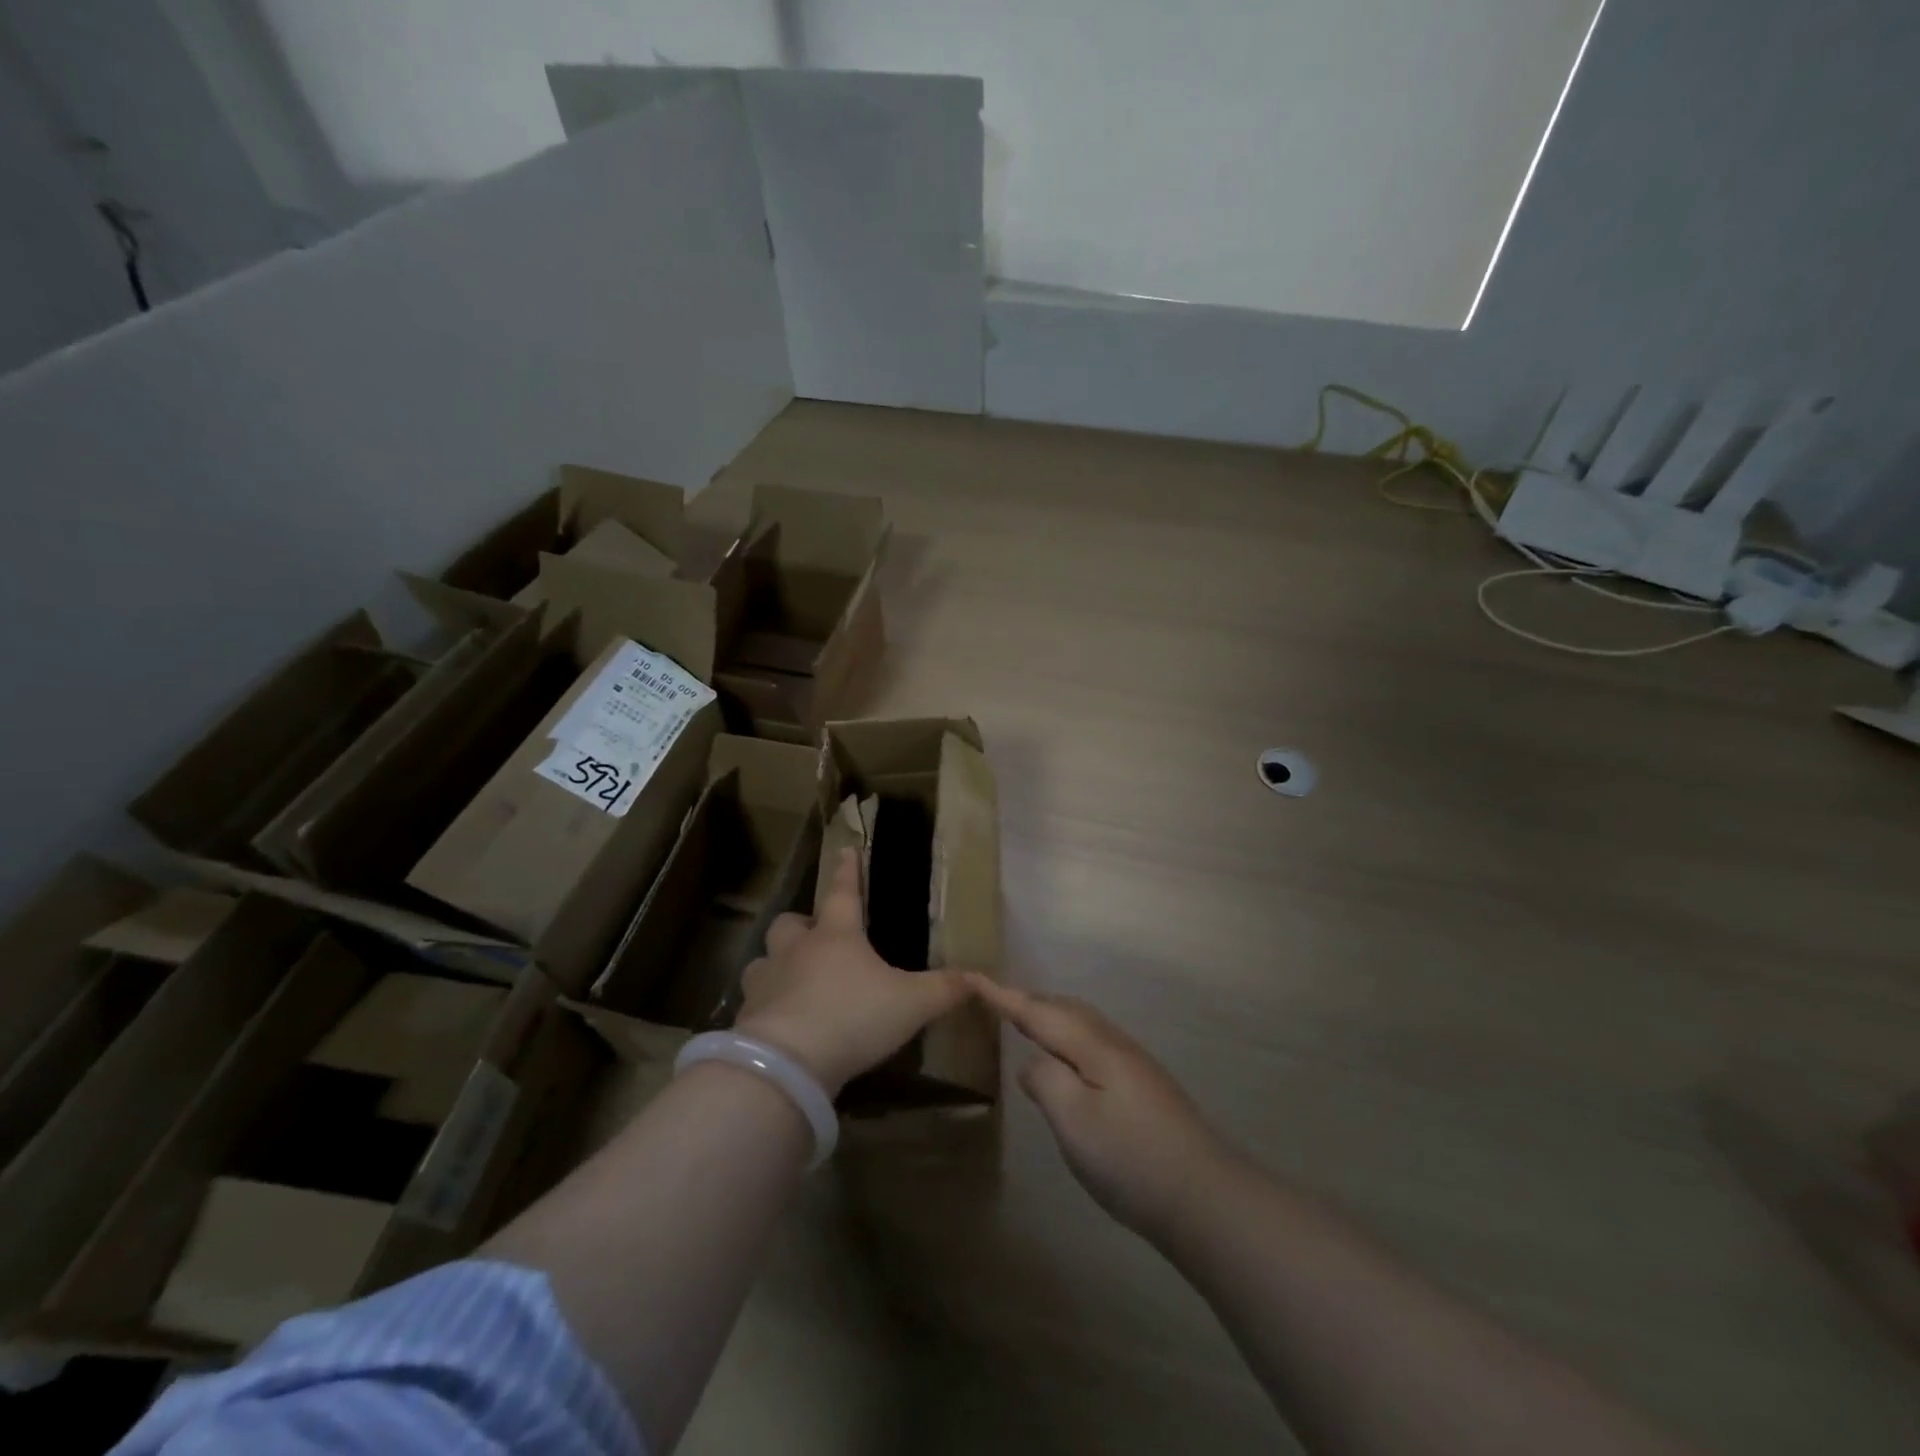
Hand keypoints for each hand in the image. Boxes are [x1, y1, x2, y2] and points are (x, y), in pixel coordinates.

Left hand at [736, 848, 968, 1094]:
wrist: (787, 1064)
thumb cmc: (854, 1016)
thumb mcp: (911, 1003)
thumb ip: (944, 989)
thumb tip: (980, 978)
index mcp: (836, 936)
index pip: (842, 892)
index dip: (847, 871)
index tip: (845, 850)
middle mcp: (796, 950)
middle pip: (789, 923)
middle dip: (800, 925)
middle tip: (814, 937)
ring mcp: (766, 982)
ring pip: (764, 960)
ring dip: (777, 965)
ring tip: (793, 981)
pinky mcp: (746, 1018)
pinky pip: (754, 1002)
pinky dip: (766, 1007)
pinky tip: (780, 1025)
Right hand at [972, 978, 1236, 1243]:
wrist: (1206, 1197)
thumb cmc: (1131, 1158)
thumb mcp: (1074, 1121)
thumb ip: (1046, 1080)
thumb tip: (1032, 1063)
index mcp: (1094, 1046)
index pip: (1039, 1011)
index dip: (1004, 996)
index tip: (974, 977)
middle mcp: (1115, 1044)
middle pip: (1065, 1009)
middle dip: (1029, 1001)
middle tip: (997, 1001)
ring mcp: (1134, 1065)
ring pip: (1083, 1024)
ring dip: (1051, 1017)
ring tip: (1027, 1025)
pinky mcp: (1145, 1087)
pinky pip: (1095, 1043)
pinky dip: (1070, 1038)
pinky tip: (1070, 1062)